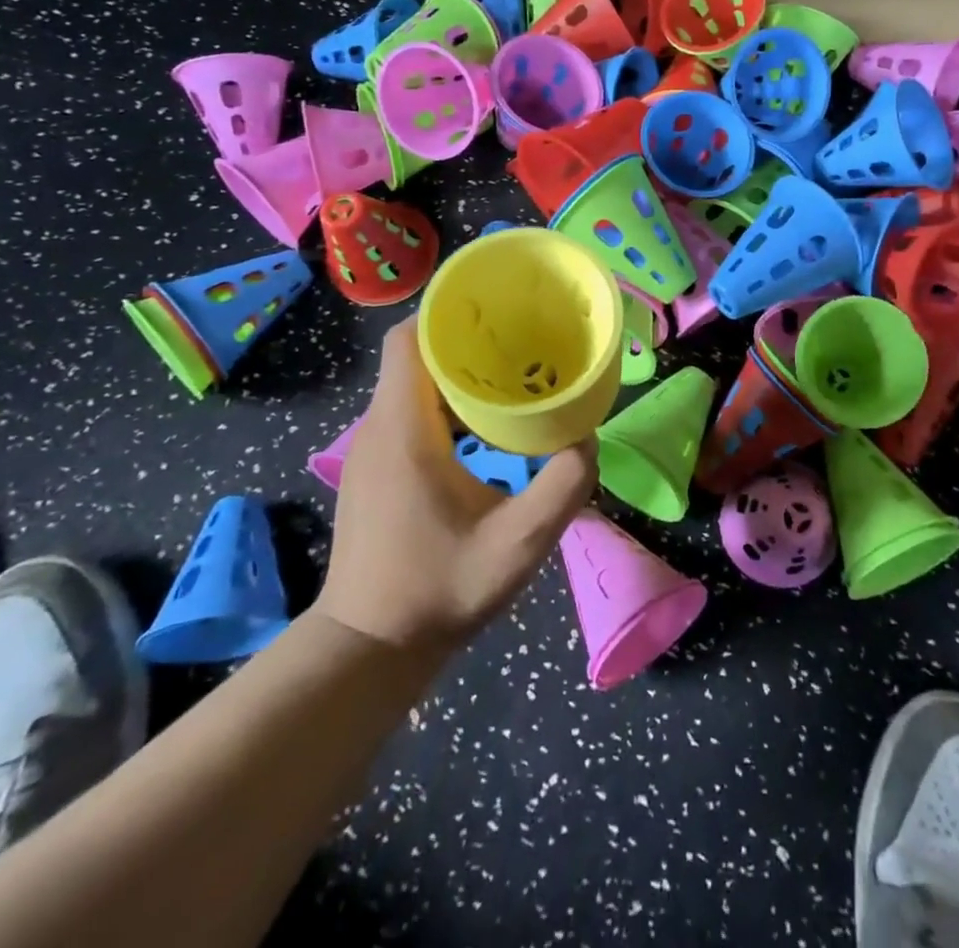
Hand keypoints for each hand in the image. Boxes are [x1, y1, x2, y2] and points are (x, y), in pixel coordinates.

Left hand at [314, 322, 595, 650]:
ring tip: (514, 372)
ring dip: (458, 368)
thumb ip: (562, 488)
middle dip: (465, 336)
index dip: (448, 313)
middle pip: (415, 353)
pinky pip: (409, 408)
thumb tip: (587, 438)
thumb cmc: (438, 591)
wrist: (370, 648)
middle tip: (523, 339)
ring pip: (413, 381)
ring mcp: (373, 448)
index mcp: (404, 430)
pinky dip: (446, 398)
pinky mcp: (378, 467)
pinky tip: (486, 422)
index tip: (498, 311)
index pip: (410, 340)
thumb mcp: (518, 545)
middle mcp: (380, 427)